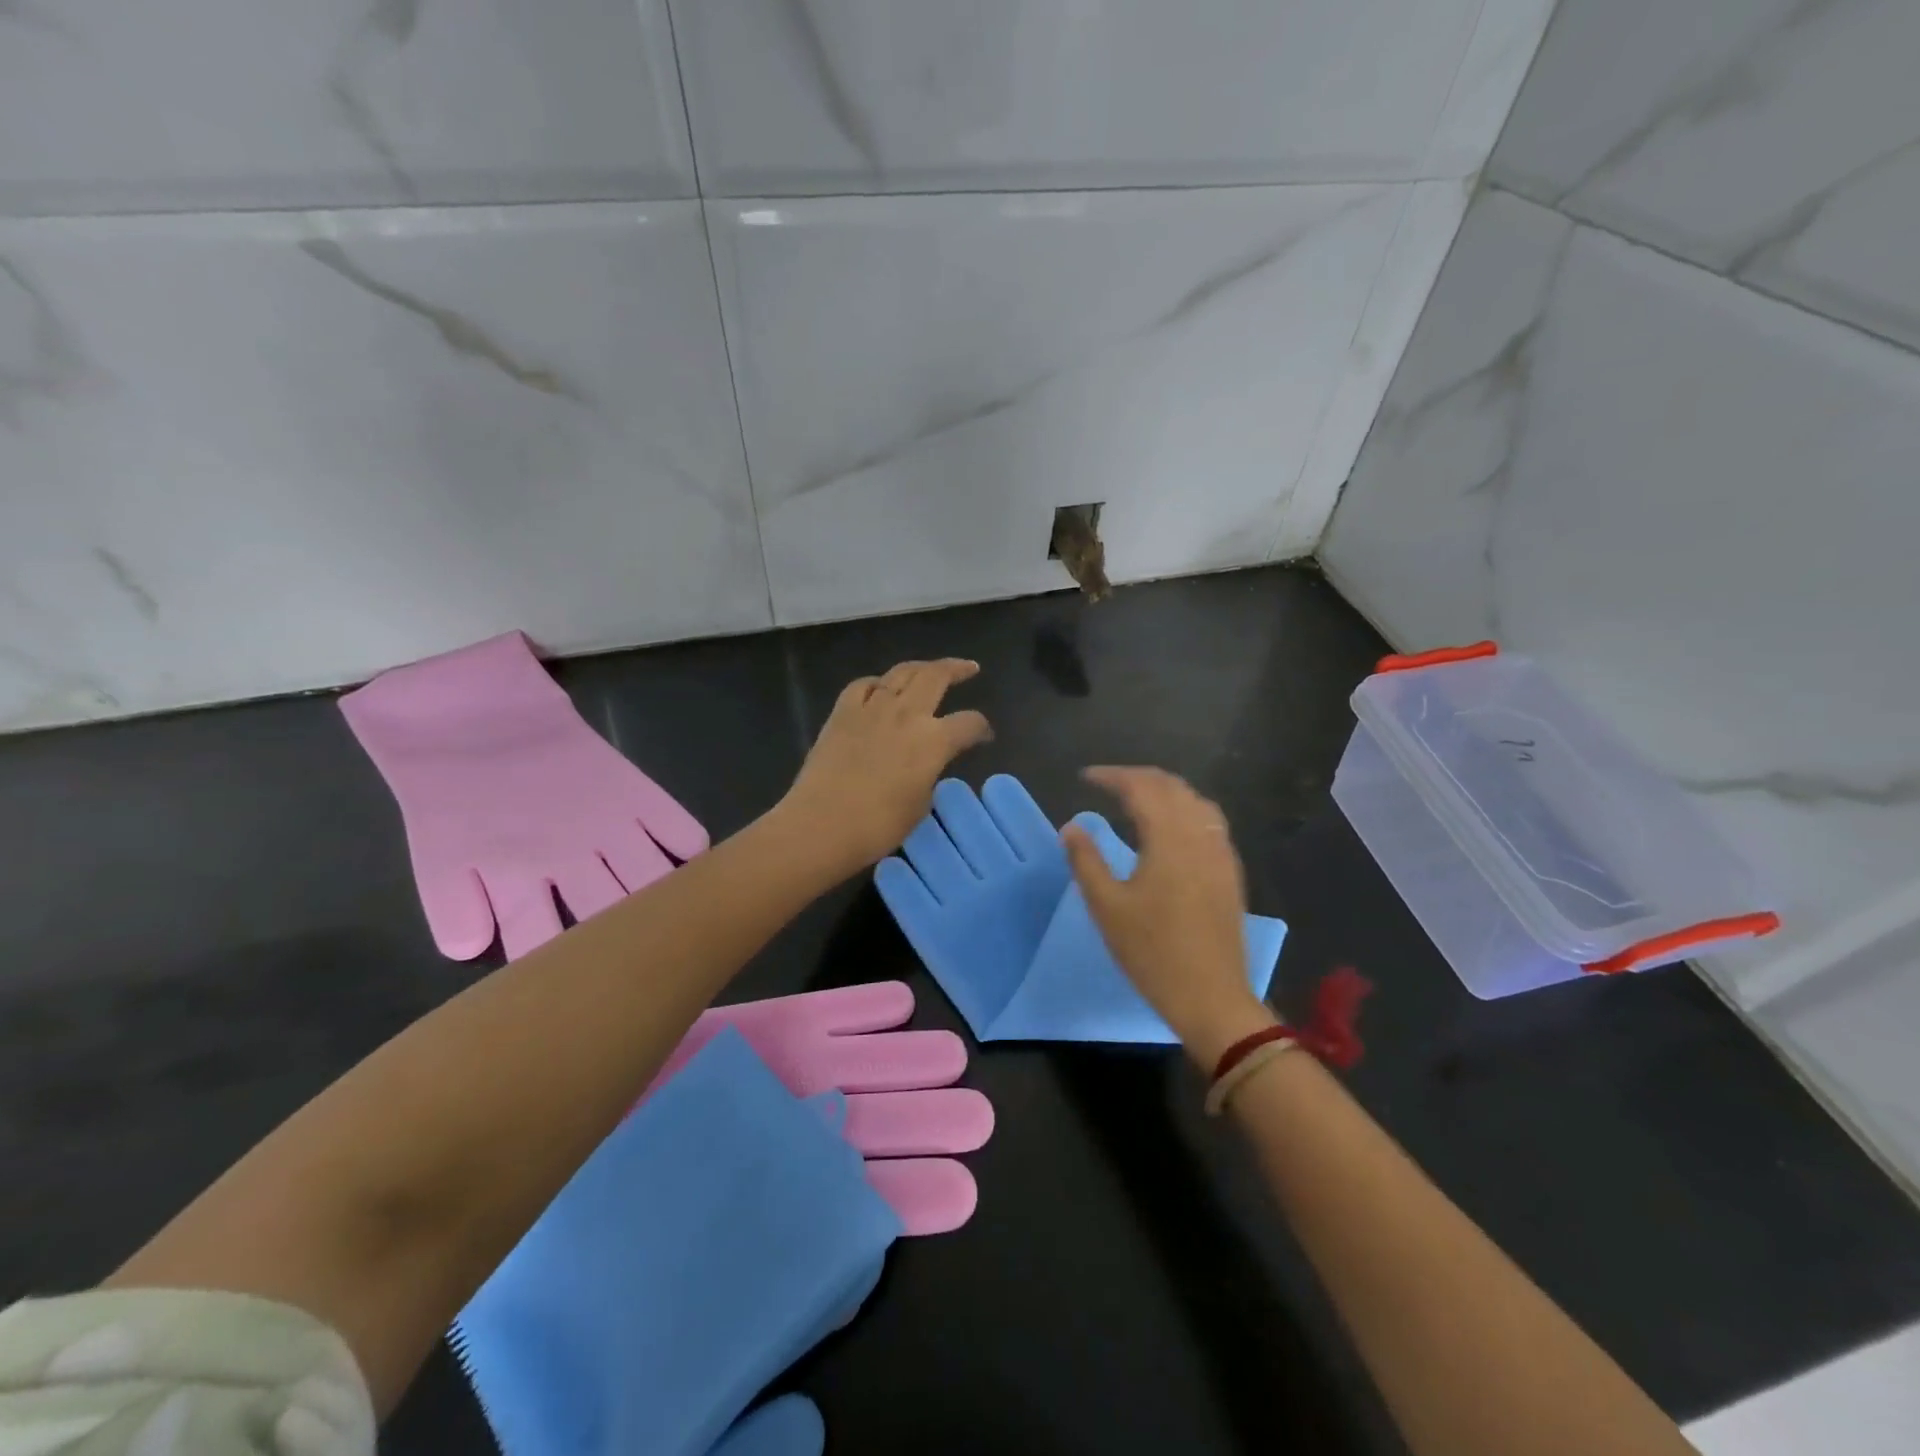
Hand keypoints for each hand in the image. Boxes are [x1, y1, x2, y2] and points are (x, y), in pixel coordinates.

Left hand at [782, 660, 992, 875]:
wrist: (822, 824)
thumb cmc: (878, 826)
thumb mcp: (920, 804)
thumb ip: (929, 775)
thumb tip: (926, 764)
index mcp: (934, 740)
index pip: (969, 723)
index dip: (981, 728)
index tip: (984, 736)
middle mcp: (907, 714)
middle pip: (937, 677)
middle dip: (957, 669)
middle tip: (969, 668)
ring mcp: (872, 708)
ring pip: (901, 672)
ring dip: (921, 667)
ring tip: (930, 669)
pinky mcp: (842, 712)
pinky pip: (863, 685)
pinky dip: (877, 684)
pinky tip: (880, 689)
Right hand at [1063, 767, 1276, 1067]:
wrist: (1211, 997)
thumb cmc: (1152, 952)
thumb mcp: (1107, 907)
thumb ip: (1086, 861)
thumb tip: (1072, 827)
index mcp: (1169, 839)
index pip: (1141, 788)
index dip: (1111, 776)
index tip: (1085, 777)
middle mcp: (1199, 835)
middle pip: (1171, 786)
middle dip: (1137, 777)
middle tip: (1106, 783)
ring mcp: (1220, 852)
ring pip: (1194, 800)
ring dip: (1164, 789)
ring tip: (1136, 797)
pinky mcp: (1230, 870)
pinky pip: (1209, 820)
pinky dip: (1185, 807)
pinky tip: (1171, 825)